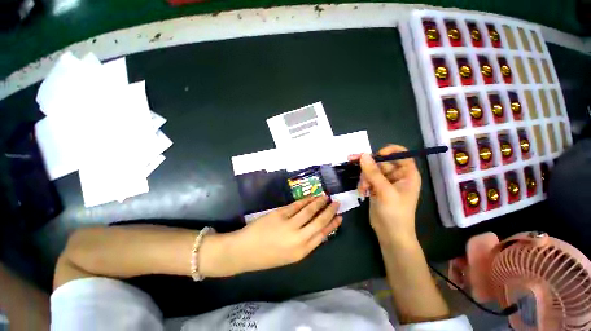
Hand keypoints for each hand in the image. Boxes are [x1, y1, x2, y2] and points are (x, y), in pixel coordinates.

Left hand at [232, 196, 341, 273]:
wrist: (244, 252)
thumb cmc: (267, 256)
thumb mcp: (290, 255)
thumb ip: (305, 242)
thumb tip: (317, 228)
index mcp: (302, 251)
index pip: (323, 234)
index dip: (333, 224)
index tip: (340, 217)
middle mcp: (298, 238)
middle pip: (319, 221)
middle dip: (330, 211)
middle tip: (336, 203)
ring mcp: (289, 225)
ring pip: (309, 210)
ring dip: (319, 202)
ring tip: (326, 196)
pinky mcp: (280, 214)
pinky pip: (296, 205)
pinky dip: (305, 200)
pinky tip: (311, 197)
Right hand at [349, 145, 420, 244]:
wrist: (390, 234)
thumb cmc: (395, 213)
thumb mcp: (385, 191)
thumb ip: (373, 172)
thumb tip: (363, 155)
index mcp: (407, 174)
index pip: (400, 153)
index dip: (388, 151)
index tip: (375, 155)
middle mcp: (397, 175)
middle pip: (381, 161)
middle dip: (367, 166)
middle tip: (351, 160)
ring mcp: (385, 181)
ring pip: (371, 170)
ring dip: (364, 177)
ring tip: (363, 189)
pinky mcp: (376, 187)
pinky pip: (367, 178)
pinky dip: (363, 183)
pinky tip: (362, 192)